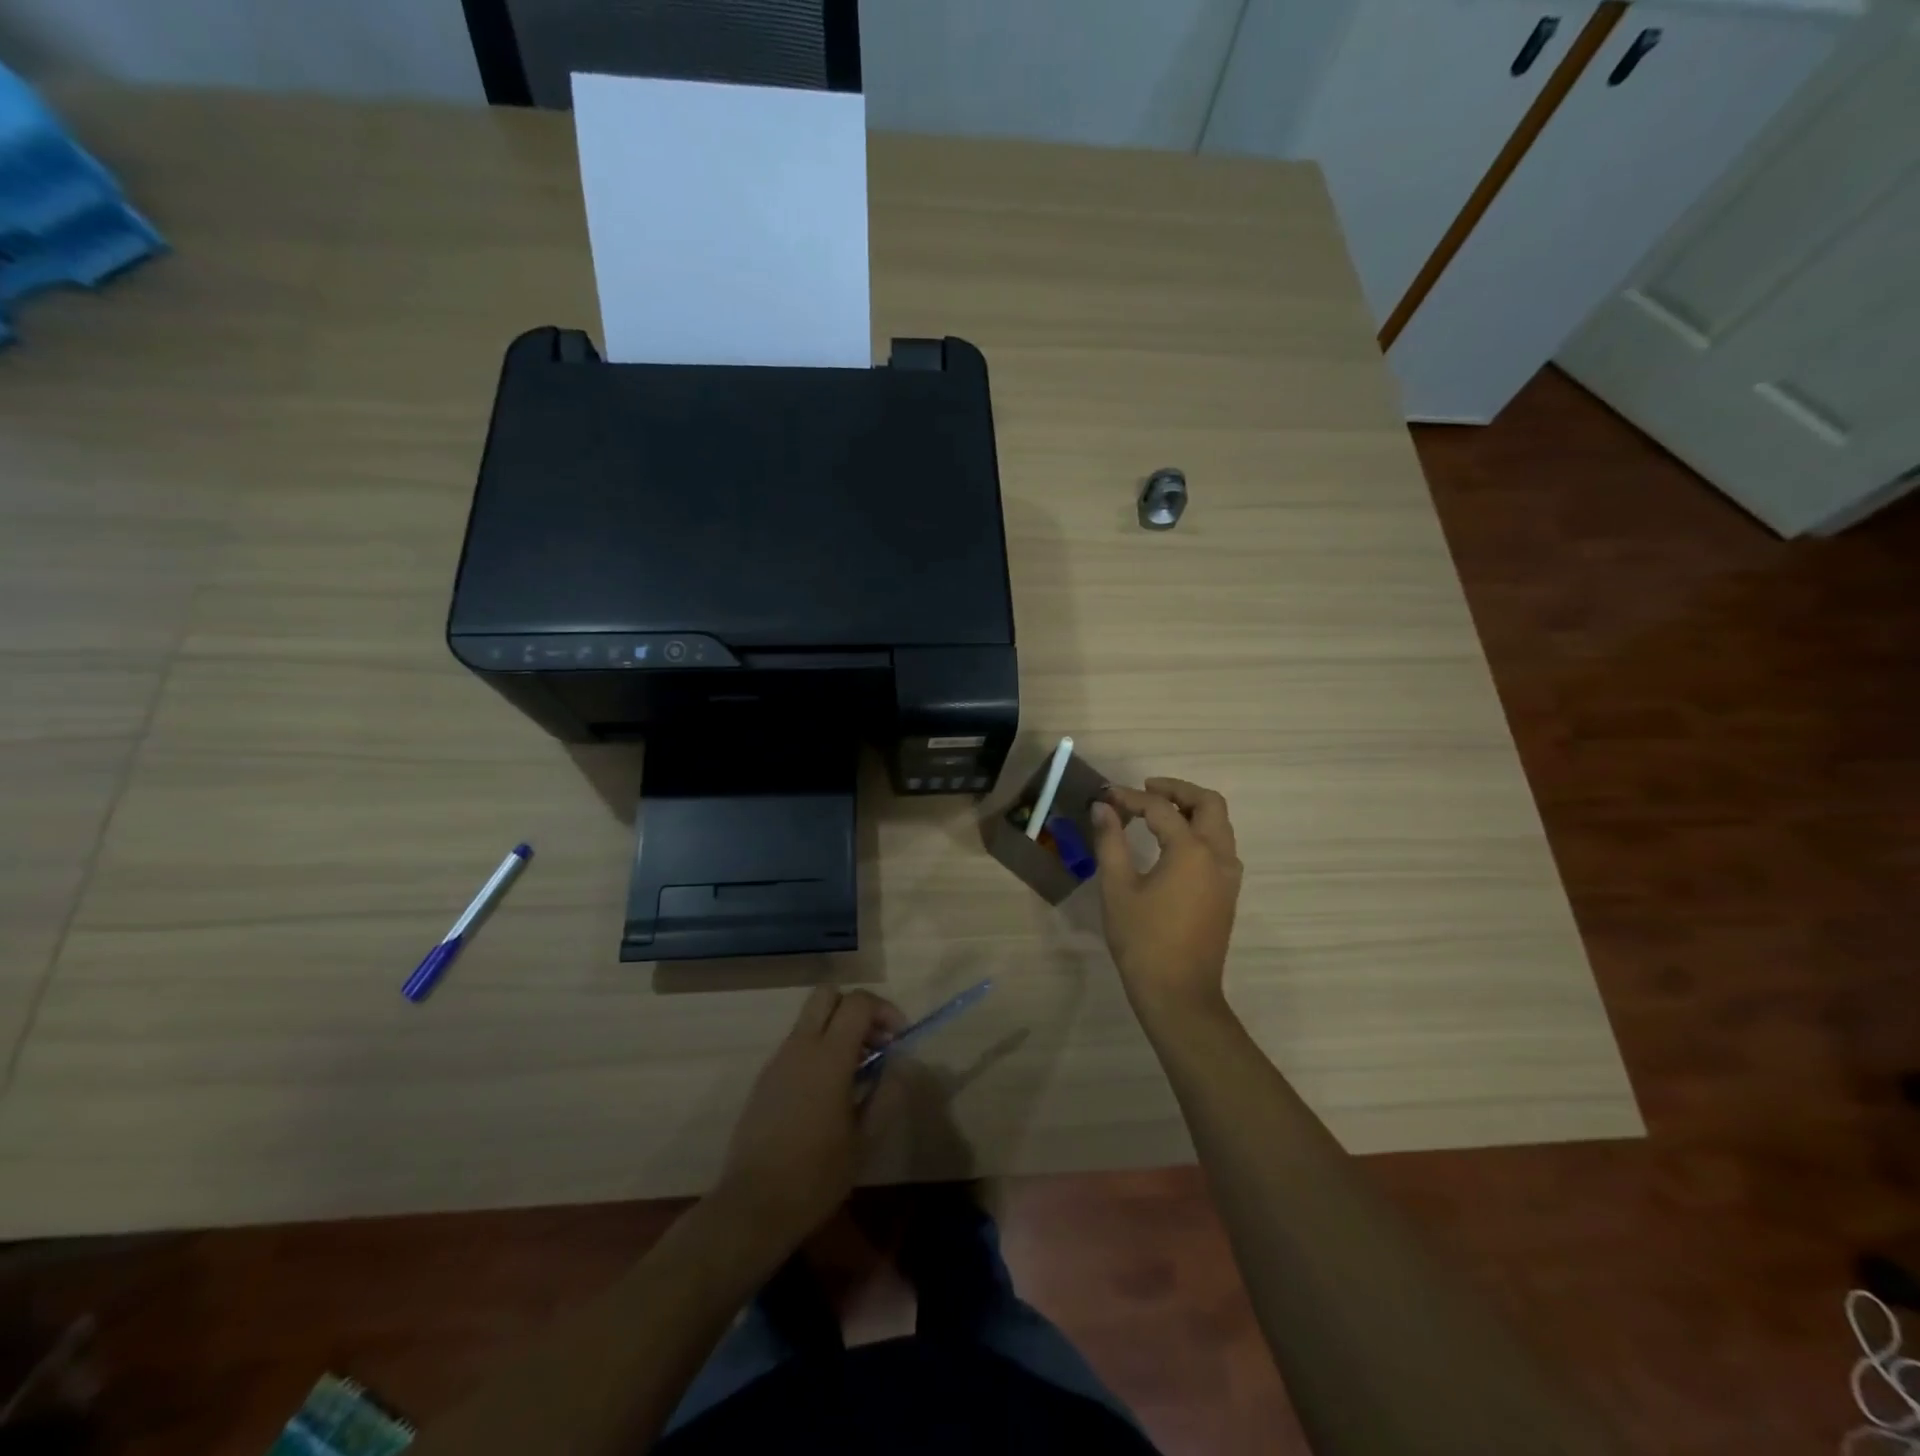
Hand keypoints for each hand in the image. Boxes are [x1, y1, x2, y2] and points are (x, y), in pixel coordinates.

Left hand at [715, 986, 902, 1252]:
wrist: (753, 1206)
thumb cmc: (816, 1175)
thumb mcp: (865, 1139)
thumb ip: (887, 1092)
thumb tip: (901, 1063)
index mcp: (829, 1057)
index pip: (858, 1003)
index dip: (884, 1009)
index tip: (899, 1038)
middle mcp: (800, 1047)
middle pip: (827, 995)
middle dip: (856, 1008)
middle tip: (874, 1042)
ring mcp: (778, 1061)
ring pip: (810, 1020)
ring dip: (837, 1030)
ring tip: (857, 1073)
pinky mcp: (764, 1079)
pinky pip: (796, 1046)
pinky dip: (818, 1051)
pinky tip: (828, 1094)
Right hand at [1089, 777, 1242, 1022]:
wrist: (1179, 994)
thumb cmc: (1143, 940)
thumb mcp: (1117, 888)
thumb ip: (1111, 841)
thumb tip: (1102, 808)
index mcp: (1192, 850)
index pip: (1161, 808)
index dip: (1130, 797)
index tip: (1105, 797)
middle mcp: (1218, 856)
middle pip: (1209, 804)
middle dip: (1177, 790)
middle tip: (1145, 791)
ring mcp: (1229, 876)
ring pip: (1219, 825)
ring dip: (1191, 810)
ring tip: (1156, 814)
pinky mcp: (1228, 893)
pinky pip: (1220, 846)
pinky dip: (1199, 832)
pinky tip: (1171, 845)